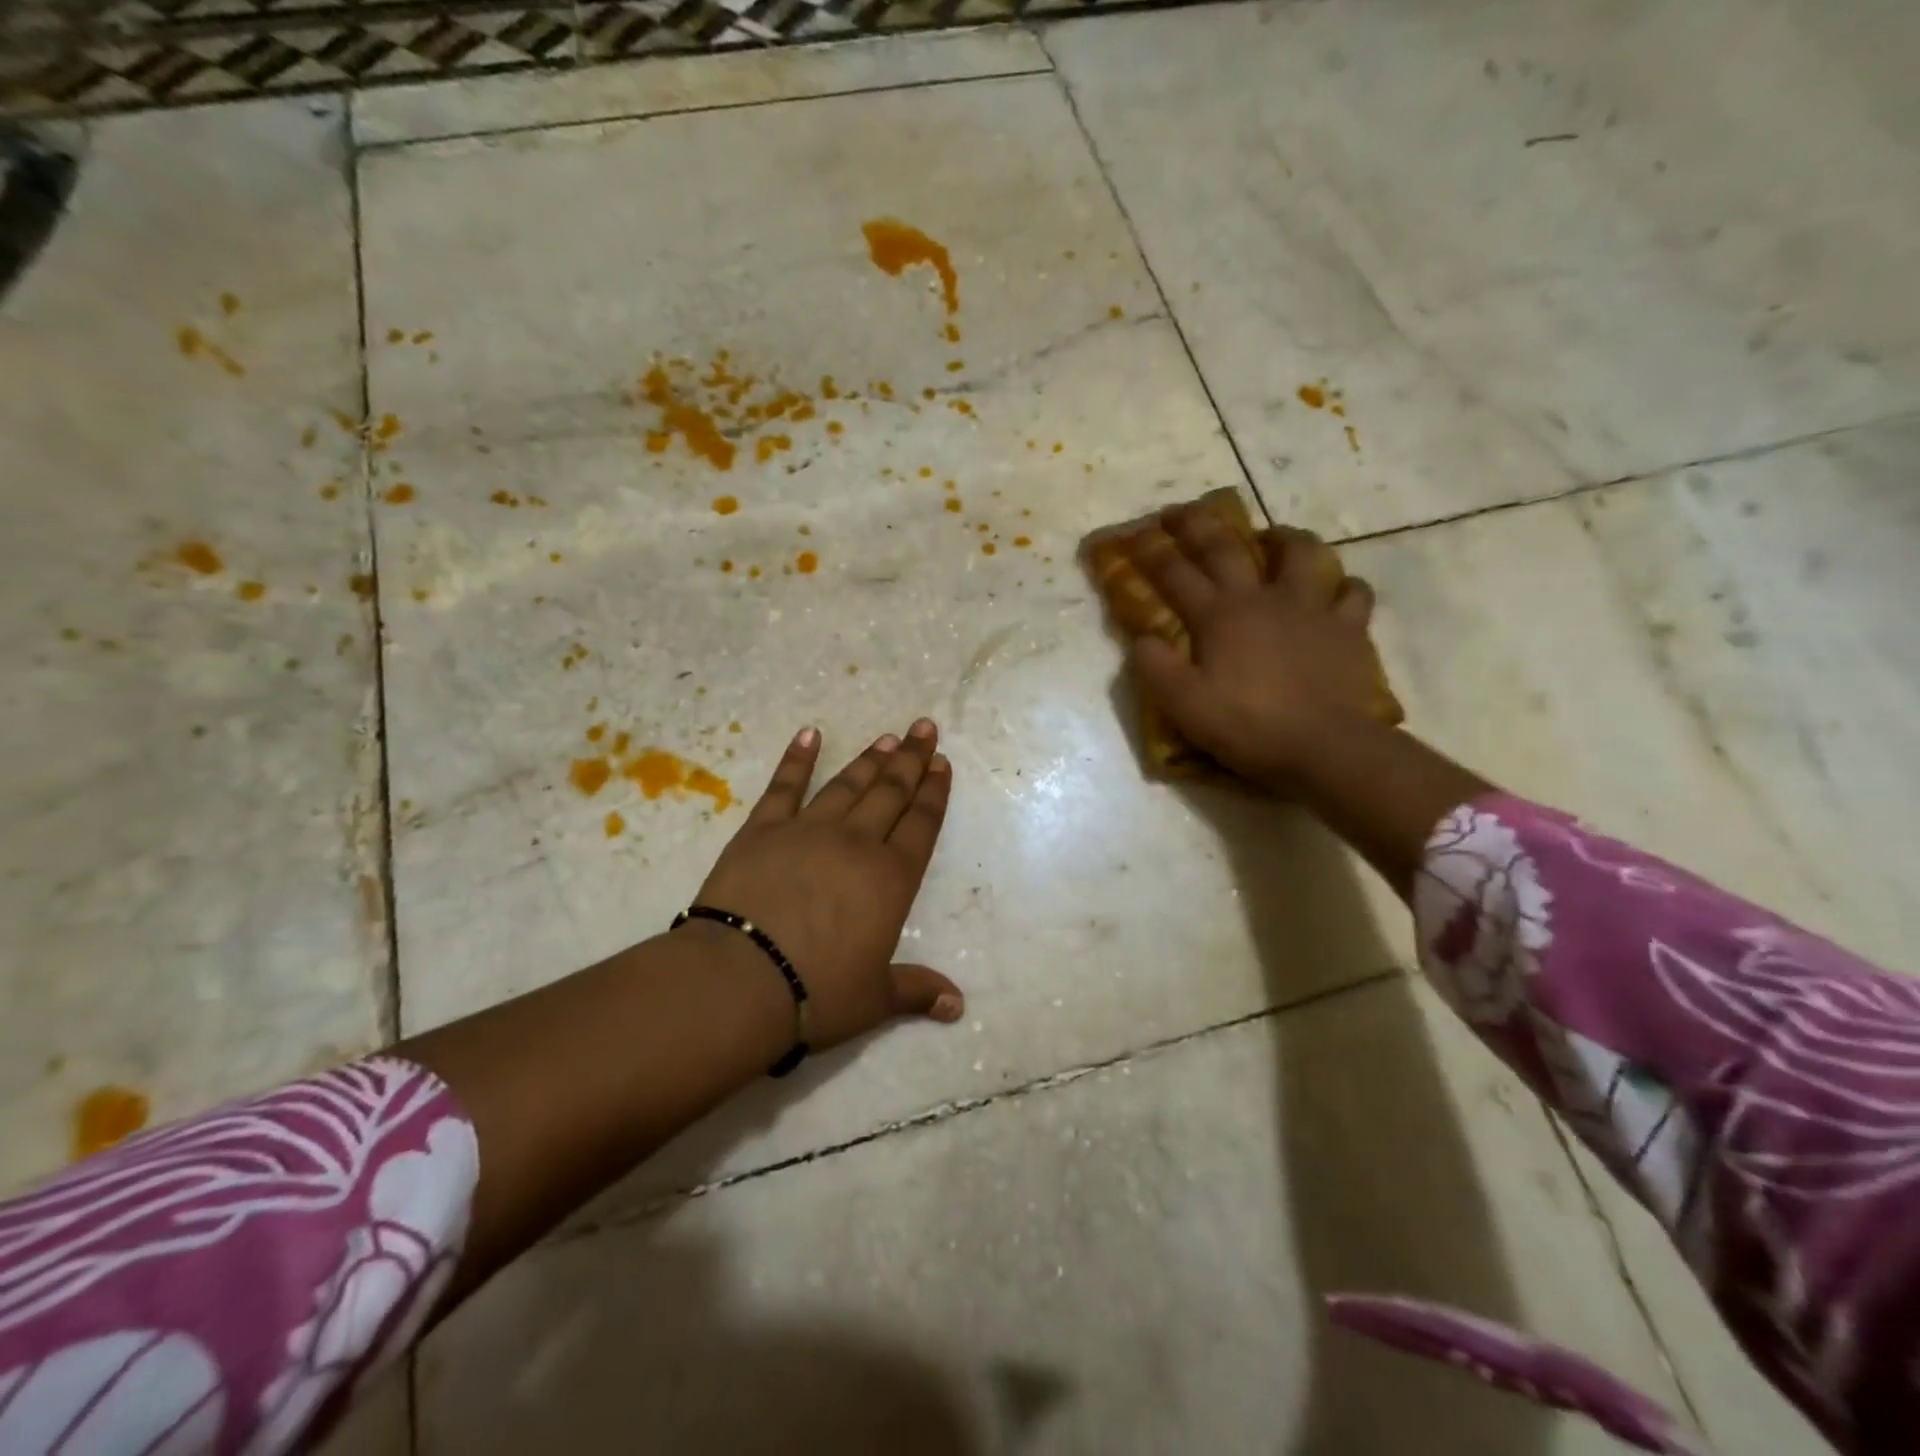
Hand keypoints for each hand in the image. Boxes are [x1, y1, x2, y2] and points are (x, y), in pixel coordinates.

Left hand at [690, 720, 962, 1050]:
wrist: (740, 980)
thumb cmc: (816, 993)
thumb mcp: (874, 999)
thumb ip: (916, 991)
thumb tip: (957, 1006)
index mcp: (890, 879)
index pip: (921, 824)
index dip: (934, 792)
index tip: (942, 763)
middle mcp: (856, 844)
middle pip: (891, 793)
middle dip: (911, 759)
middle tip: (924, 728)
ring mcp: (808, 831)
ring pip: (847, 785)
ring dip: (869, 759)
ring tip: (886, 736)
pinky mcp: (762, 830)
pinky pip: (784, 787)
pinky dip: (797, 759)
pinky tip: (809, 735)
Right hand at [1128, 507, 1387, 789]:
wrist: (1325, 747)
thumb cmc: (1248, 726)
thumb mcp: (1184, 705)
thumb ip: (1156, 669)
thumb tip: (1143, 640)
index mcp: (1220, 616)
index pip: (1177, 575)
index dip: (1153, 553)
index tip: (1136, 534)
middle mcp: (1263, 599)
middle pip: (1228, 548)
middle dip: (1199, 525)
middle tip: (1184, 511)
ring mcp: (1311, 609)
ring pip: (1302, 554)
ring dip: (1284, 539)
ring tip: (1275, 538)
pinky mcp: (1348, 628)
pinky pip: (1353, 594)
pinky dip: (1343, 587)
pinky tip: (1337, 592)